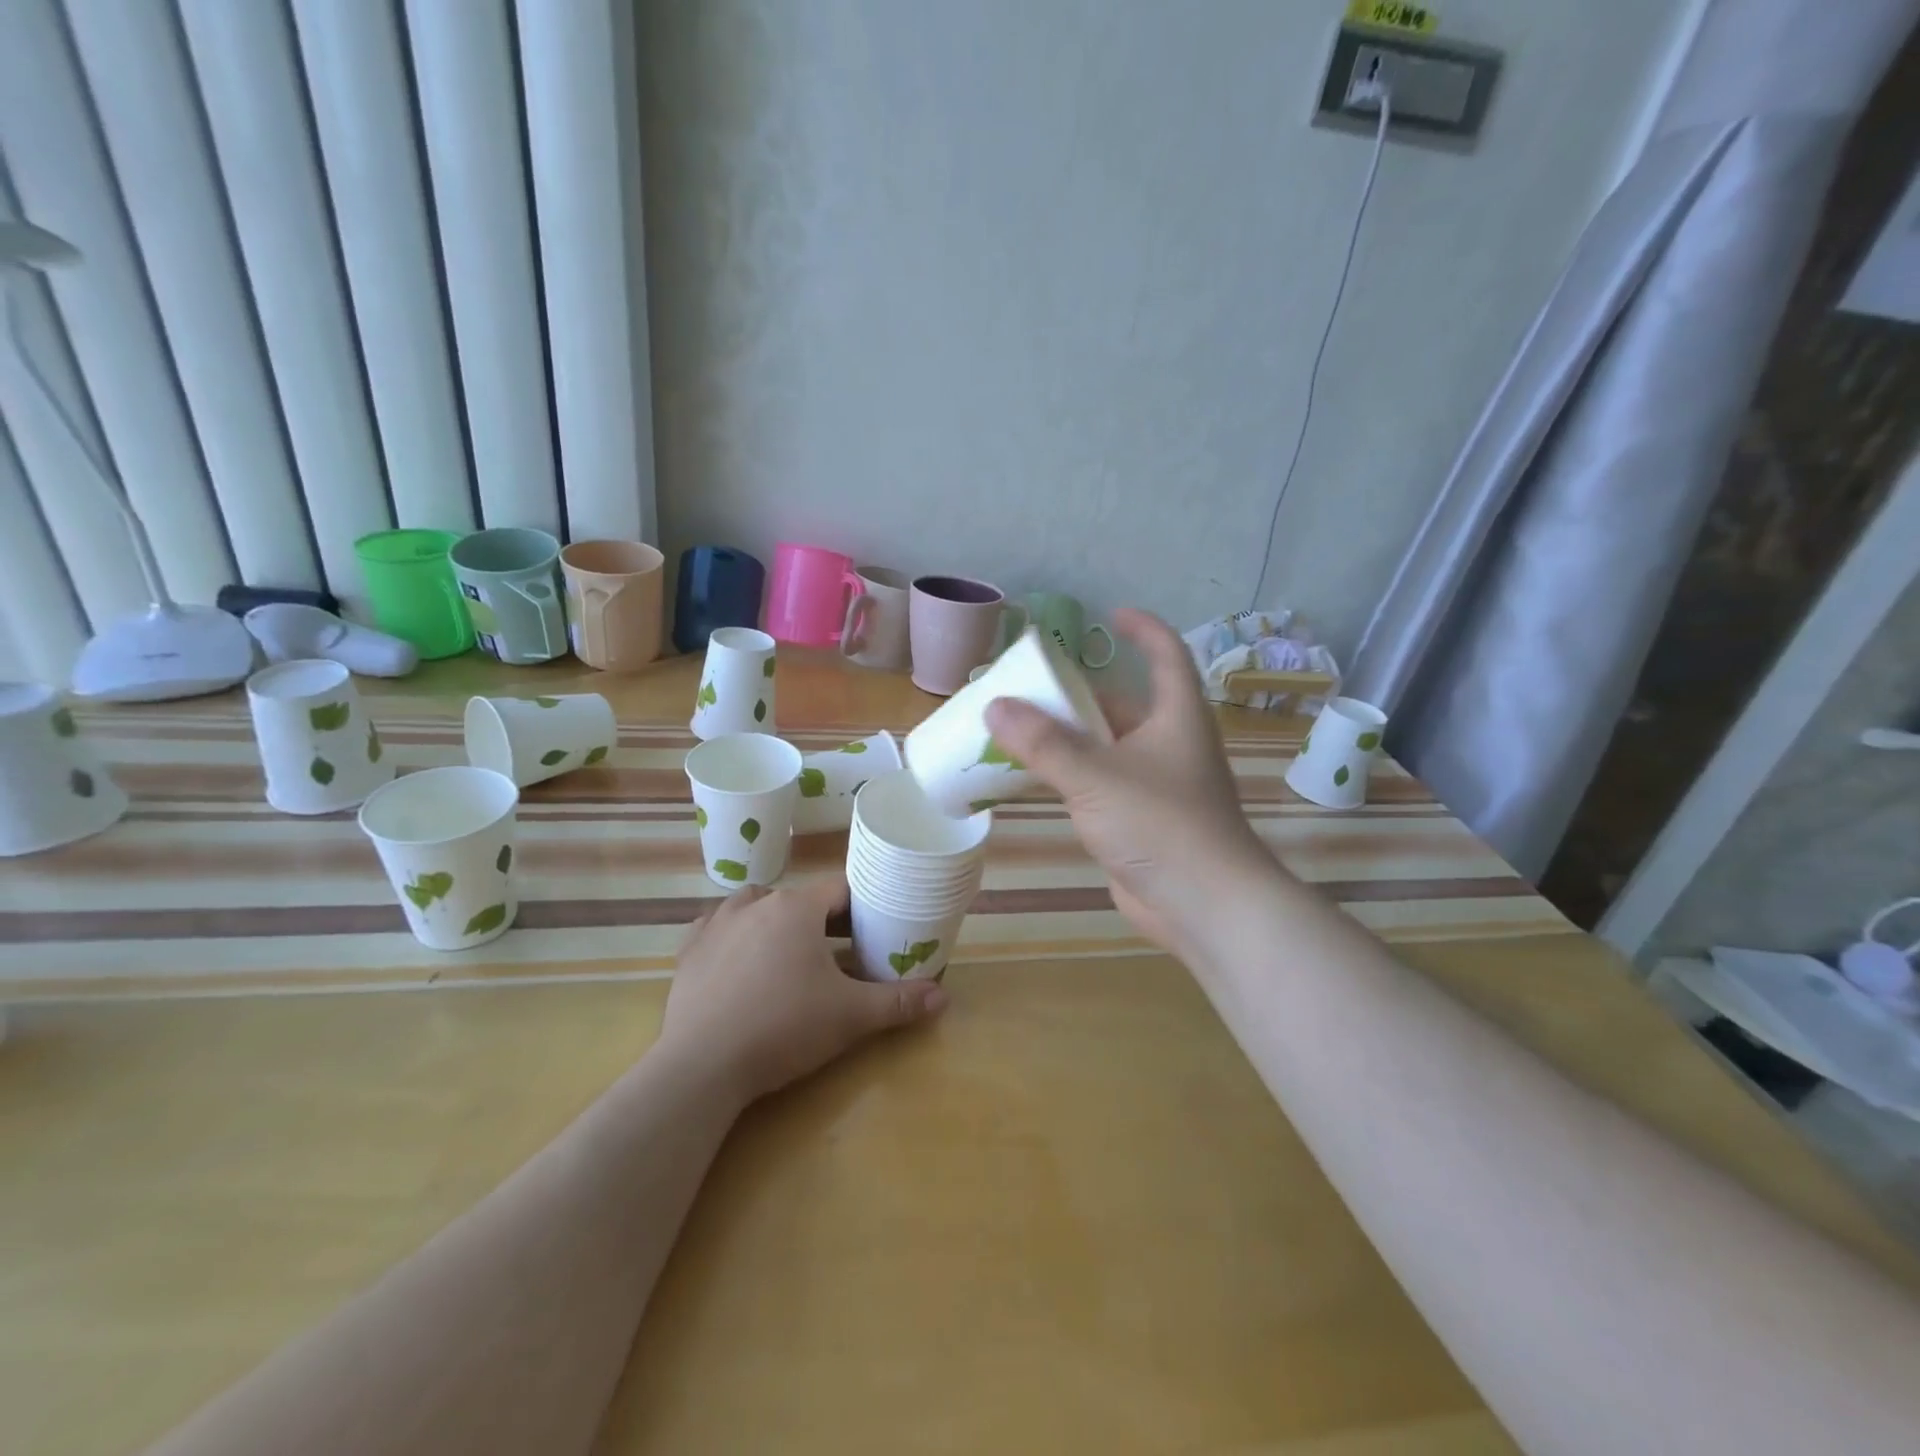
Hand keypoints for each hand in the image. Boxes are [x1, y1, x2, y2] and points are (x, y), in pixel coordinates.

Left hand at [660, 876, 946, 1102]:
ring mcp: (716, 923)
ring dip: (774, 920)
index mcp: (797, 908)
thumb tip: (944, 996)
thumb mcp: (850, 1017)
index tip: (873, 931)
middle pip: (799, 898)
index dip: (861, 908)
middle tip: (839, 952)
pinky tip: (738, 958)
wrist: (703, 1066)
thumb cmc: (784, 1028)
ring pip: (755, 905)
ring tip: (787, 951)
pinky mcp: (689, 950)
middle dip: (821, 920)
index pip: (840, 890)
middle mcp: (756, 903)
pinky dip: (732, 935)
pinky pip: (715, 927)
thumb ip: (899, 1002)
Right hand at [985, 609, 1275, 964]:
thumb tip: (995, 706)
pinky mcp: (1140, 821)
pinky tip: (1034, 778)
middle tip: (1029, 687)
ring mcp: (1156, 785)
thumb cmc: (1160, 824)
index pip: (1166, 654)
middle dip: (1077, 695)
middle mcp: (1169, 744)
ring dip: (1067, 739)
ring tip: (1017, 728)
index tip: (1109, 615)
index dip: (1142, 629)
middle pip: (1122, 705)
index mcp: (1175, 717)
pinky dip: (1069, 776)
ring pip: (1105, 748)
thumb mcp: (1094, 776)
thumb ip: (1042, 742)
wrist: (1203, 904)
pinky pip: (1099, 785)